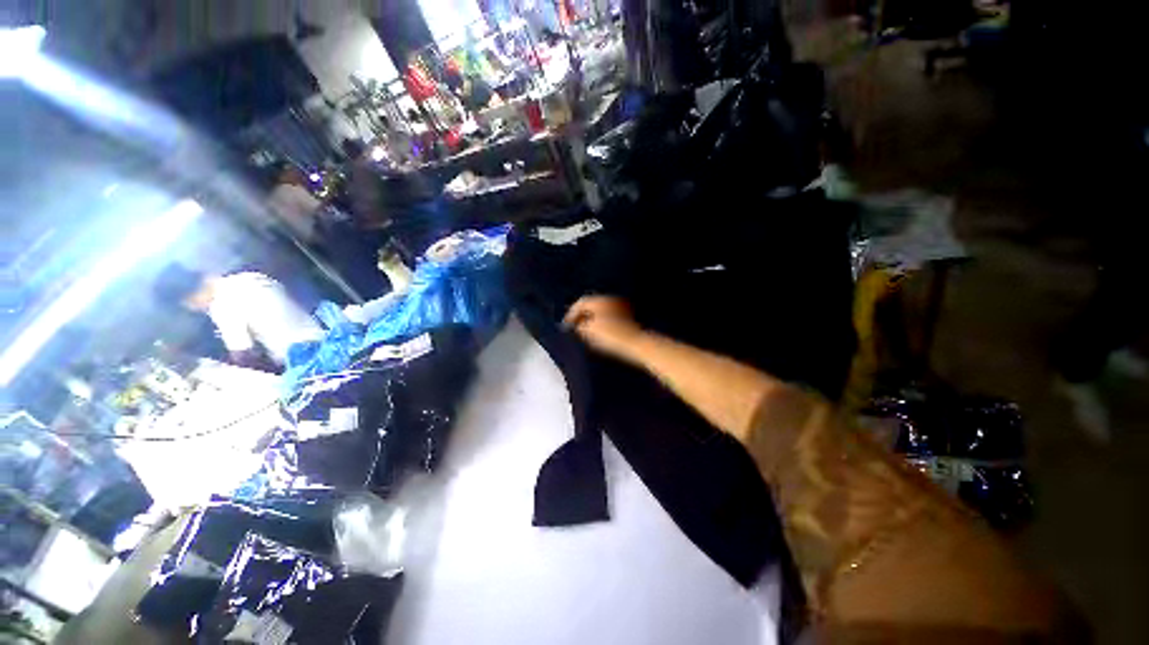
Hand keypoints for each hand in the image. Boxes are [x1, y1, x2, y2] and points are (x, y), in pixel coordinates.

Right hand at [563, 296, 642, 356]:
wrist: (634, 342)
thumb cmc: (610, 336)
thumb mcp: (589, 332)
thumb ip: (580, 326)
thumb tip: (578, 325)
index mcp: (598, 300)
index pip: (581, 303)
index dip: (571, 313)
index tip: (566, 323)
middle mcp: (609, 299)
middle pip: (591, 304)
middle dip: (582, 314)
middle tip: (575, 325)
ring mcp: (619, 305)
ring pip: (601, 310)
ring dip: (592, 318)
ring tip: (586, 330)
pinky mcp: (627, 315)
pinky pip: (609, 315)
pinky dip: (602, 321)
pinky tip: (600, 331)